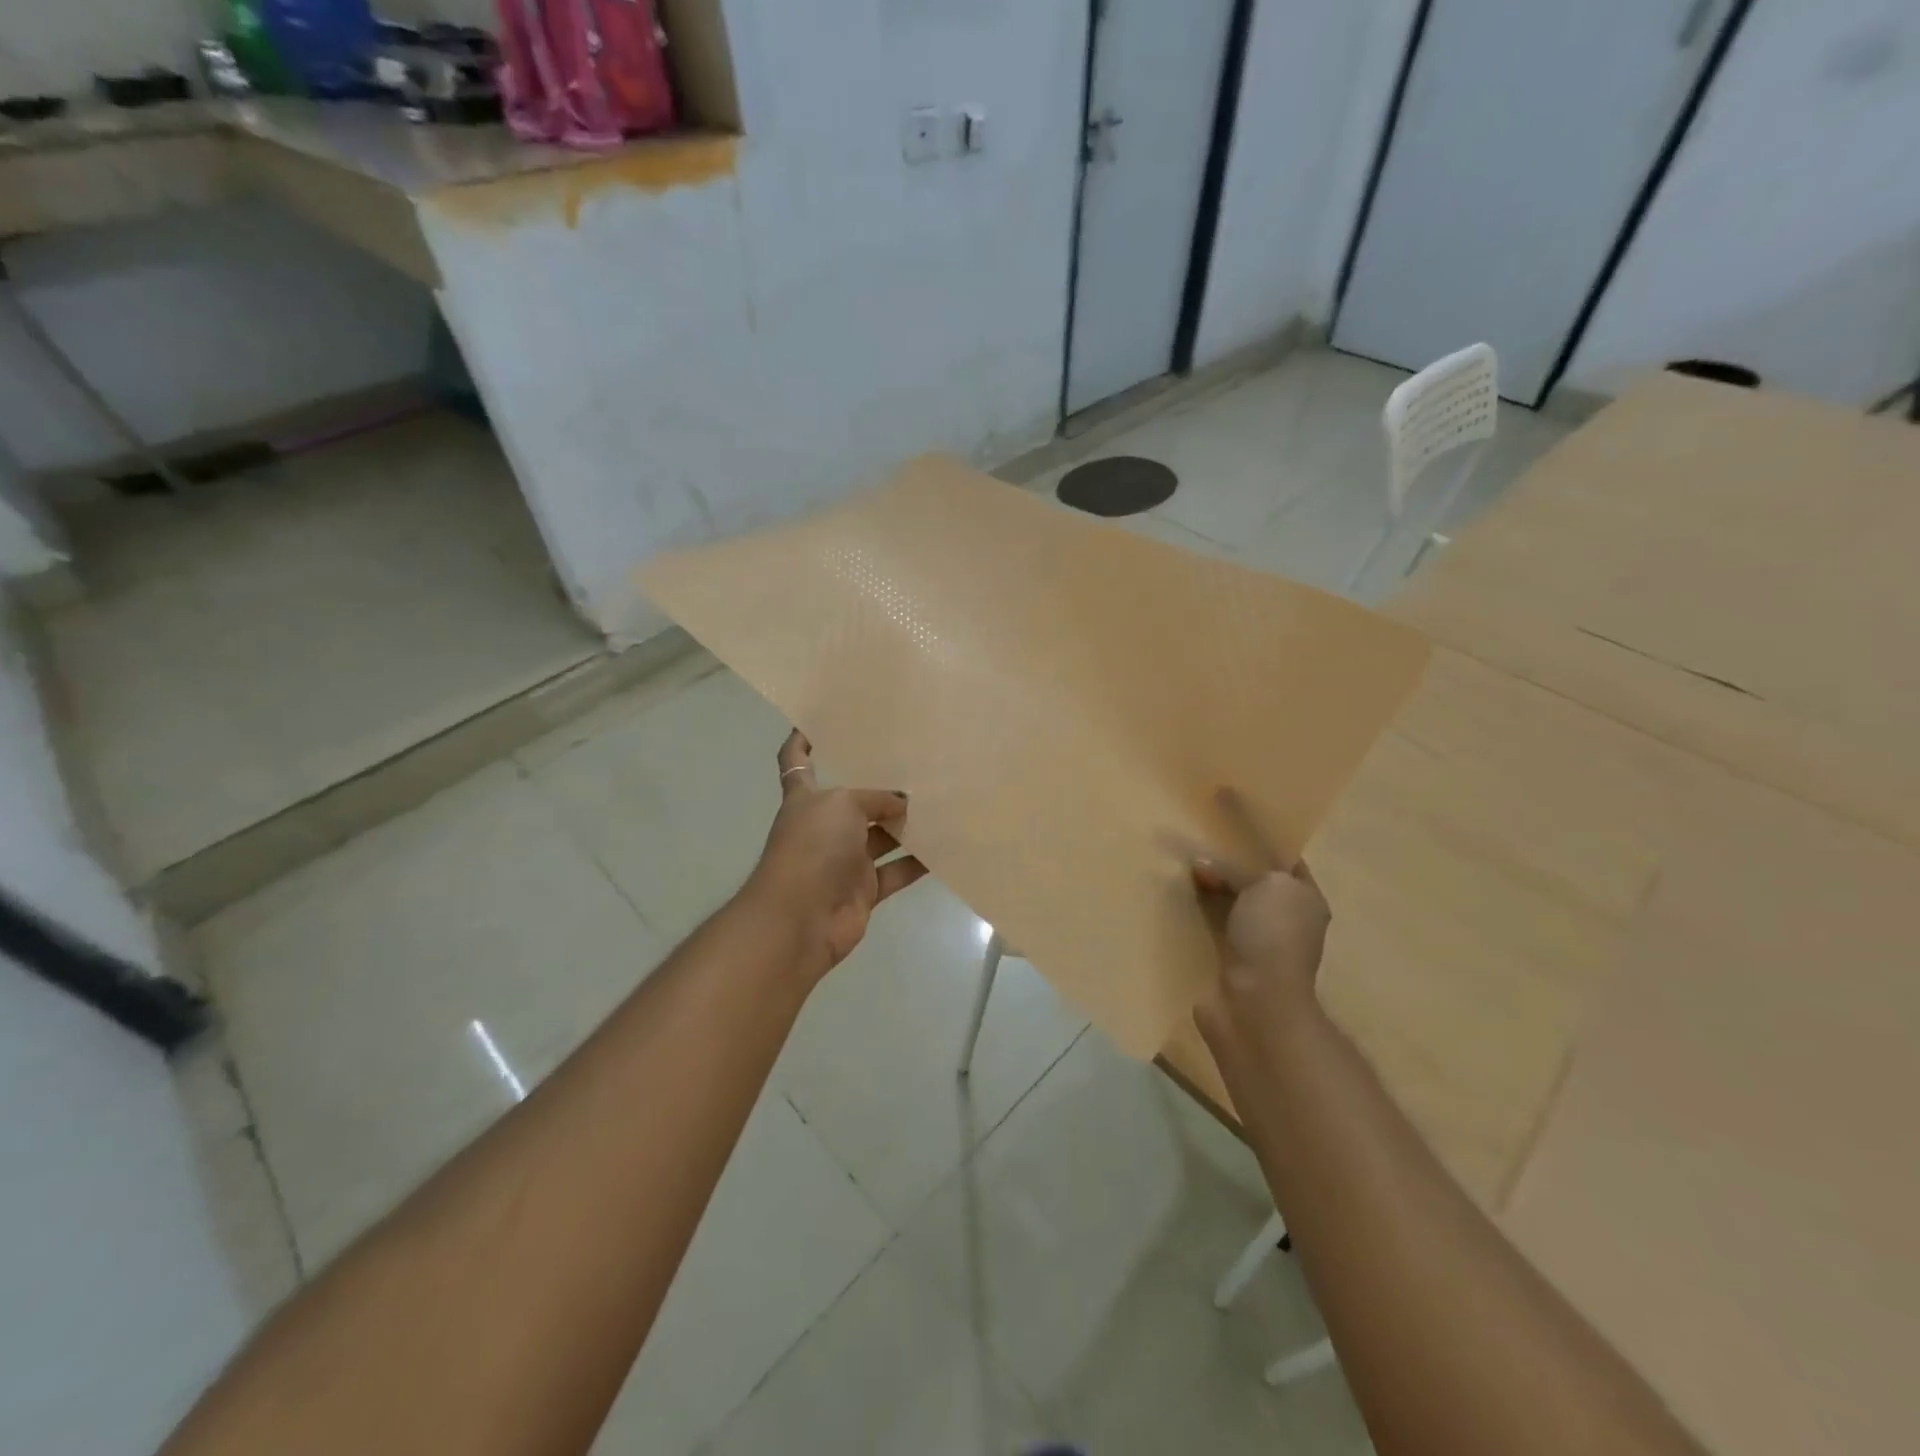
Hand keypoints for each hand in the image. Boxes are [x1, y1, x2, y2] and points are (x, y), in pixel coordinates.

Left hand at [743, 729, 928, 984]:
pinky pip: (897, 870)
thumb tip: (902, 803)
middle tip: (916, 763)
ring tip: (941, 800)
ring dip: (906, 823)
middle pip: (853, 800)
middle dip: (879, 785)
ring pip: (881, 836)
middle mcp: (824, 826)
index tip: (819, 722)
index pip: (796, 761)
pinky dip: (918, 861)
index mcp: (807, 798)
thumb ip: (876, 798)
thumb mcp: (843, 805)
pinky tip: (946, 846)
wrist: (800, 919)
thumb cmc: (812, 847)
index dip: (802, 741)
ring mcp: (844, 860)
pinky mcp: (864, 890)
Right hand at [1191, 791, 1331, 1046]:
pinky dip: (1193, 908)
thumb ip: (1237, 869)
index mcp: (1303, 897)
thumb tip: (1203, 866)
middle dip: (1226, 858)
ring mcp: (1254, 941)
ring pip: (1227, 900)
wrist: (1256, 1006)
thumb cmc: (1273, 938)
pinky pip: (1207, 922)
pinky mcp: (1225, 958)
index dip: (1258, 832)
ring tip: (1177, 860)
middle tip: (1195, 832)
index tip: (1227, 810)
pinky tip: (1171, 895)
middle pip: (1252, 877)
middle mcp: (1283, 918)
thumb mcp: (1266, 887)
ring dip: (1206, 884)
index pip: (1282, 855)